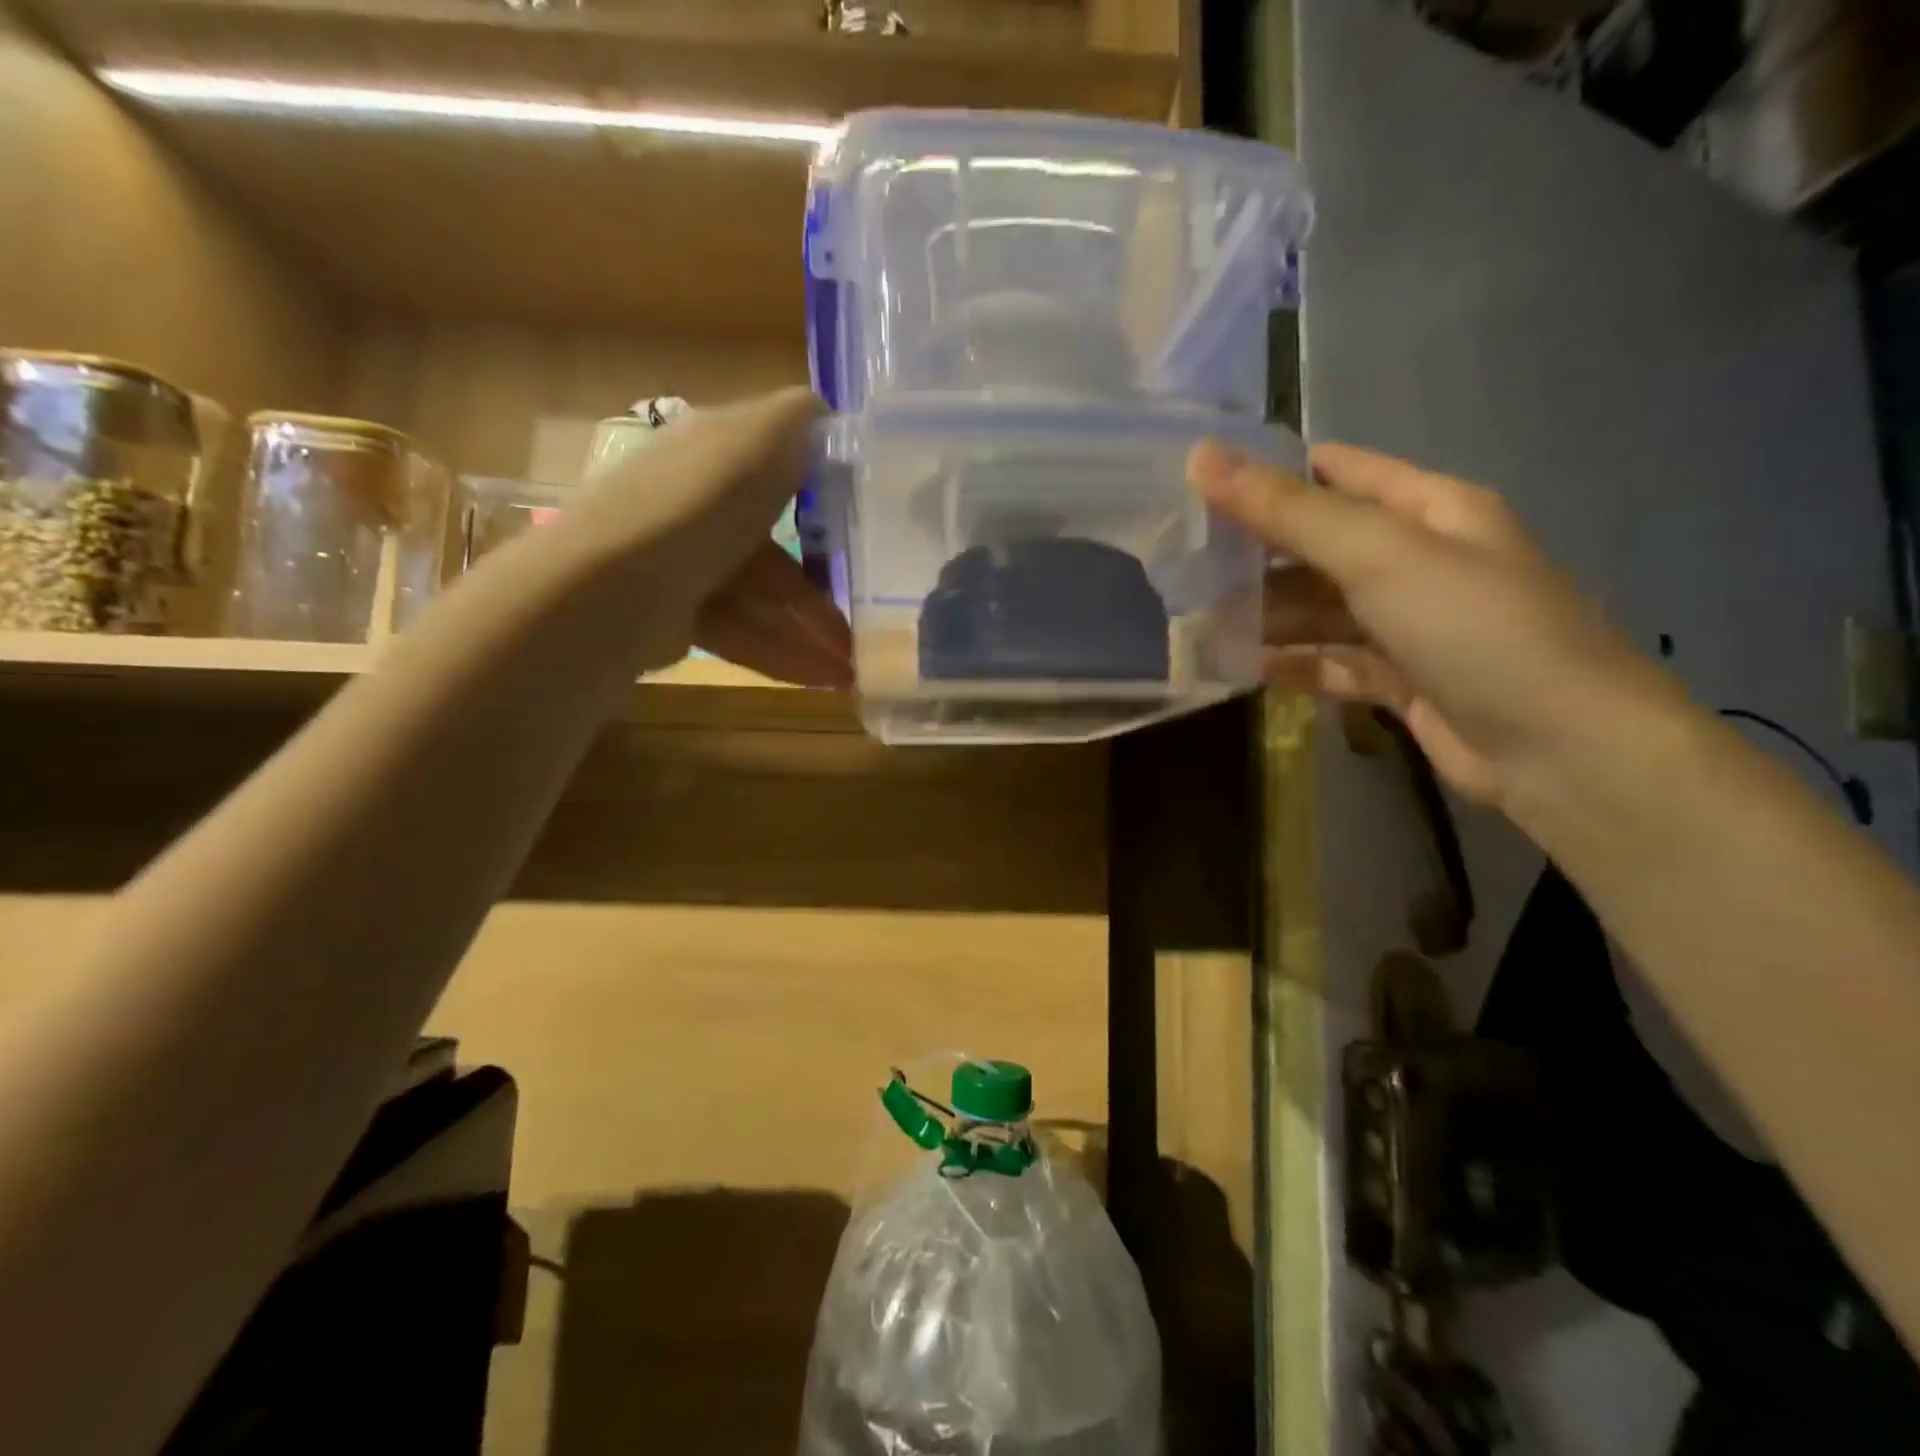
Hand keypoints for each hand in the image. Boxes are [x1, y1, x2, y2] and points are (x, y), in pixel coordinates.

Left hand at [568, 387, 852, 687]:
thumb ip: (801, 420)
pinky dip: (783, 653)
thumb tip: (827, 414)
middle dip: (823, 590)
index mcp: (714, 452)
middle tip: (869, 620)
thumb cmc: (701, 505)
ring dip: (811, 632)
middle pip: (777, 548)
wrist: (617, 587)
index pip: (776, 468)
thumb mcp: (762, 438)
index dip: (823, 498)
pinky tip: (822, 678)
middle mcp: (698, 502)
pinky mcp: (678, 616)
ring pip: (763, 599)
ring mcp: (686, 563)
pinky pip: (744, 632)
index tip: (867, 529)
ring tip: (852, 667)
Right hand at [1188, 440, 1681, 805]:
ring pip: (1318, 610)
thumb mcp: (1380, 555)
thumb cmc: (1474, 628)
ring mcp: (1408, 625)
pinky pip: (1328, 662)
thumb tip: (1201, 457)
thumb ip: (1289, 511)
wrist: (1559, 750)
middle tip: (1180, 563)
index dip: (1269, 474)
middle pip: (1319, 546)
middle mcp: (1418, 560)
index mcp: (1429, 509)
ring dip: (1263, 616)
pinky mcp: (1398, 681)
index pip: (1336, 473)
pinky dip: (1287, 664)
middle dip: (1255, 554)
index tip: (1195, 486)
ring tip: (1194, 621)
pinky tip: (1235, 667)